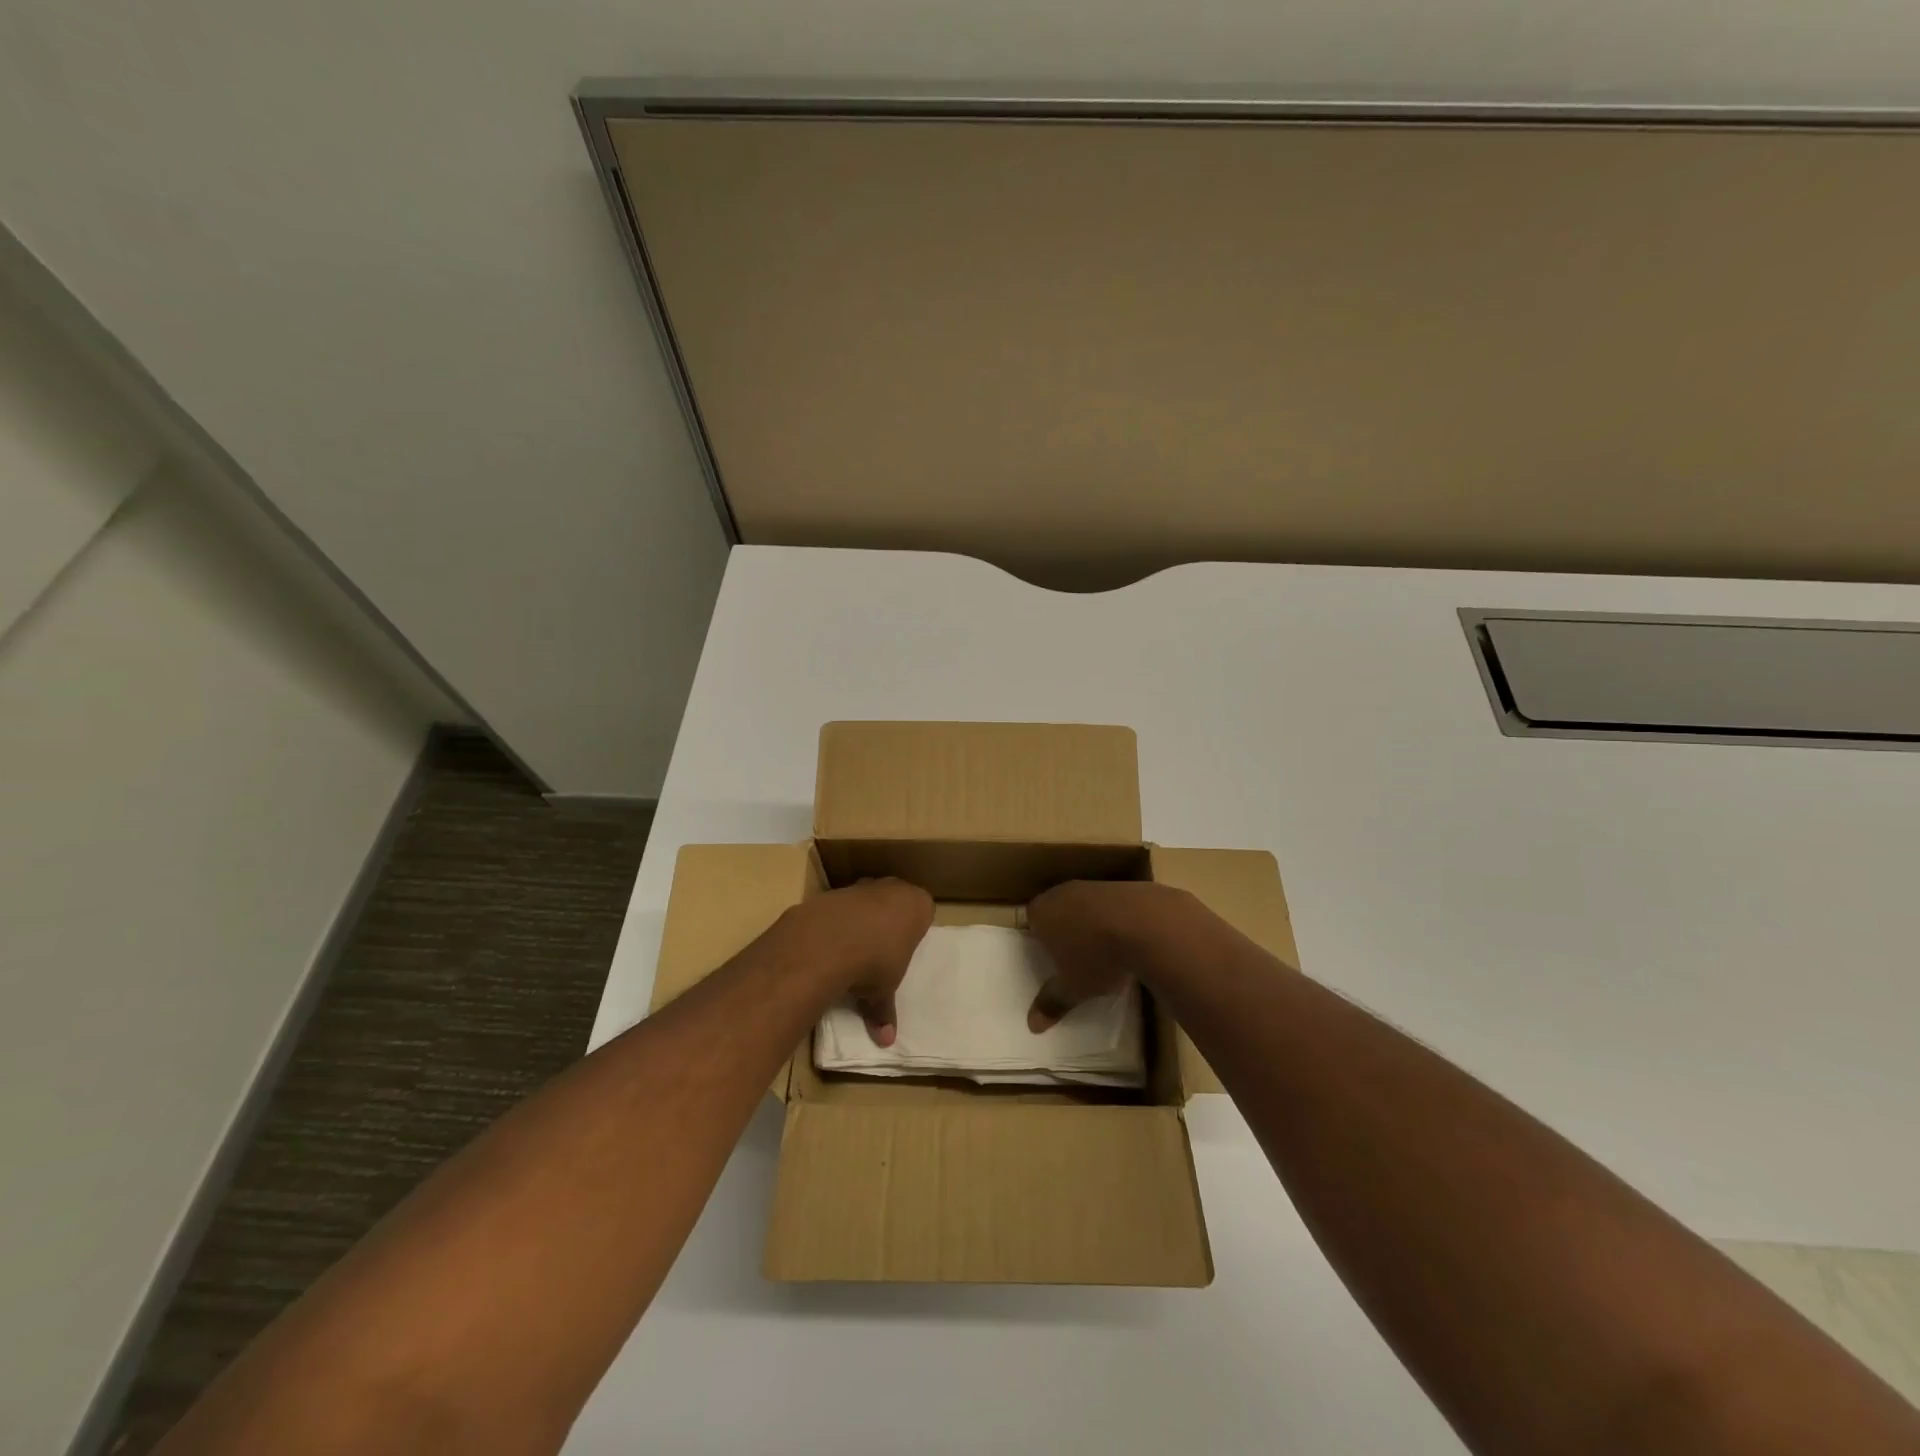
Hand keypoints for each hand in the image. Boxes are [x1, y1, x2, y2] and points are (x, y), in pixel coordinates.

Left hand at [792, 878, 932, 1045]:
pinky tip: (828, 944)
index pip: (924, 911)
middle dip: (889, 920)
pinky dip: (836, 921)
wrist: (826, 942)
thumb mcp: (883, 992)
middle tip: (881, 949)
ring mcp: (861, 886)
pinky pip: (840, 907)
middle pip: (895, 900)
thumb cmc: (874, 963)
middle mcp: (892, 888)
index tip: (905, 949)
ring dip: (861, 919)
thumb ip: (884, 1011)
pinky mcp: (832, 892)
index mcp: (917, 904)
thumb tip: (886, 1040)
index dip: (914, 929)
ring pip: (867, 900)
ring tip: (852, 950)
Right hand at [1025, 881, 1190, 1030]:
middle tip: (1074, 956)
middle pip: (1056, 909)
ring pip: (1084, 905)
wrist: (1145, 924)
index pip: (1031, 921)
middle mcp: (1062, 892)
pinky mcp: (1122, 886)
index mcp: (1041, 912)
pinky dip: (1114, 918)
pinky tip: (1127, 939)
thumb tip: (1032, 1025)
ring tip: (1103, 950)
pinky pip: (1110, 905)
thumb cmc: (1097, 957)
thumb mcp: (1072, 988)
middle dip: (1064, 930)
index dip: (1038, 939)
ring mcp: (1093, 886)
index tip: (1049, 958)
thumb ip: (1051, 1003)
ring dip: (1090, 923)